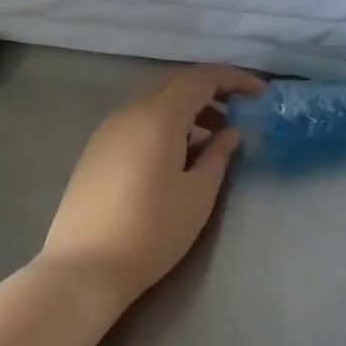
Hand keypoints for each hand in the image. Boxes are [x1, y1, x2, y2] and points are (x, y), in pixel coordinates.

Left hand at [39, 64, 265, 308]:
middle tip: (239, 110)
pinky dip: (164, 122)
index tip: (261, 94)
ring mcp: (107, 130)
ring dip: (187, 107)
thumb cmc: (152, 231)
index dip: (234, 79)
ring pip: (154, 100)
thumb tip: (230, 131)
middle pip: (175, 82)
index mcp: (158, 116)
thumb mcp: (198, 194)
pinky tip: (177, 153)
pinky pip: (137, 119)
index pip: (201, 77)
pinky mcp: (96, 150)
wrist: (84, 267)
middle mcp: (129, 112)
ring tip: (213, 136)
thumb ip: (218, 155)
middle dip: (210, 89)